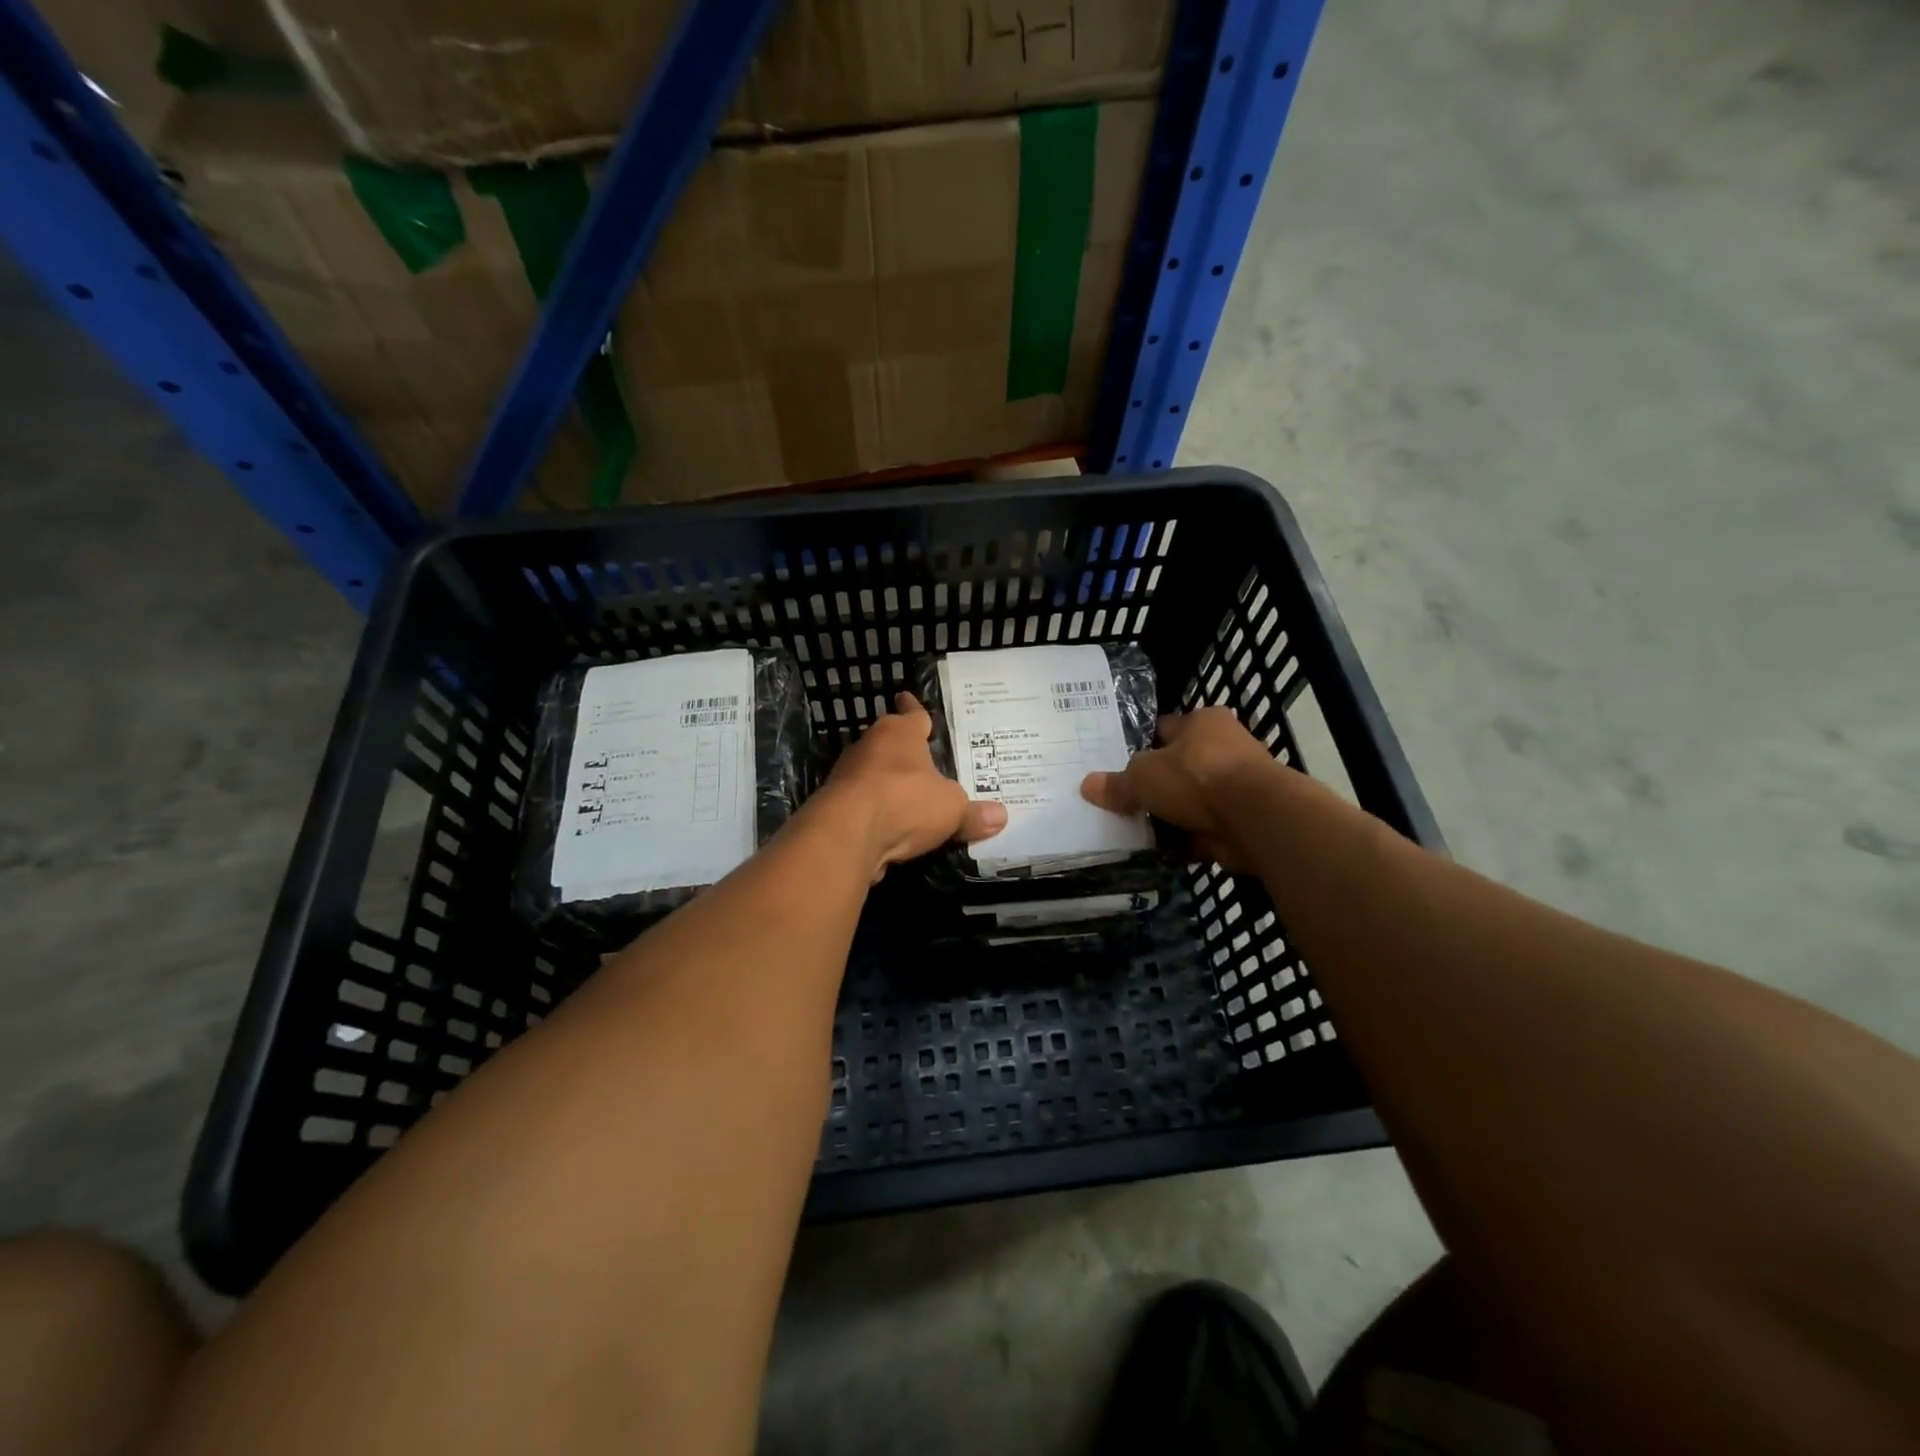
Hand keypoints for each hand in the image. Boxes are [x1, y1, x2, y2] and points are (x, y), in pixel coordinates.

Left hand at [812, 694, 1005, 875]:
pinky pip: (862, 801)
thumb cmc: (905, 802)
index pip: (912, 713)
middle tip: (921, 756)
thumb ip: (973, 813)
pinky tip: (888, 823)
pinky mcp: (834, 804)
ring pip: (872, 771)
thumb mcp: (952, 809)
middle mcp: (870, 745)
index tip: (908, 697)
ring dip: (886, 781)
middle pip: (889, 741)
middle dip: (902, 748)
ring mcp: (847, 774)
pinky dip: (874, 809)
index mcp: (900, 732)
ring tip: (907, 793)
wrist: (846, 834)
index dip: (915, 708)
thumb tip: (1001, 817)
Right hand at [1081, 708, 1279, 869]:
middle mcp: (1224, 747)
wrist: (1256, 818)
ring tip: (1138, 830)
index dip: (1140, 745)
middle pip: (1179, 767)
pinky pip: (1205, 828)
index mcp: (1203, 722)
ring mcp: (1238, 785)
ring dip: (1172, 816)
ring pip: (1192, 800)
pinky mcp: (1245, 819)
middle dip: (1156, 786)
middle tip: (1124, 802)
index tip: (1118, 765)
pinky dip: (1188, 839)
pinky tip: (1163, 850)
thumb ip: (1117, 784)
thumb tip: (1087, 786)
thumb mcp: (1143, 777)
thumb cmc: (1196, 778)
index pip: (1163, 728)